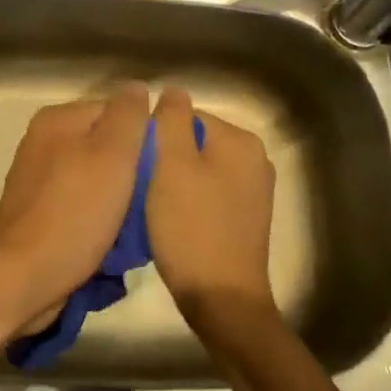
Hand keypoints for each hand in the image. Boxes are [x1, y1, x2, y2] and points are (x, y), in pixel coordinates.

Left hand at [0, 85, 150, 333]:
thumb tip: (138, 87)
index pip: (117, 111)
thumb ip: (128, 116)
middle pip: (106, 144)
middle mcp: (43, 142)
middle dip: (132, 170)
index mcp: (58, 120)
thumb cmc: (74, 213)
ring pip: (96, 177)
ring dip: (119, 198)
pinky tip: (113, 238)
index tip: (164, 167)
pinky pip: (81, 204)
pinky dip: (99, 217)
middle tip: (154, 198)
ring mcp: (38, 179)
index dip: (145, 136)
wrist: (24, 278)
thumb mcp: (112, 155)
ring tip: (138, 223)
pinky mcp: (38, 213)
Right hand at [146, 87, 276, 324]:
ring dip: (174, 181)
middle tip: (140, 185)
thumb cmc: (192, 227)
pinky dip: (189, 201)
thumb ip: (170, 119)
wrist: (222, 299)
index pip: (185, 116)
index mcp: (240, 140)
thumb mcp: (171, 165)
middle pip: (194, 141)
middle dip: (165, 158)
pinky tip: (171, 221)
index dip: (155, 135)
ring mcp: (254, 190)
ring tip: (152, 205)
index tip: (135, 163)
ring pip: (199, 169)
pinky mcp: (246, 218)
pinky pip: (209, 193)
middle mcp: (255, 159)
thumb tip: (173, 90)